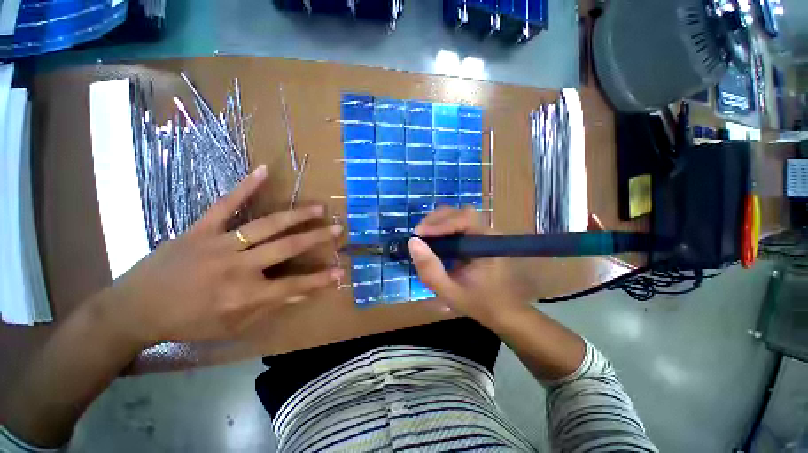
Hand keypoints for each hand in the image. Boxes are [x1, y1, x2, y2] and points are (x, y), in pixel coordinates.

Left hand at [102, 165, 343, 344]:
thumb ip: (269, 308)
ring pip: (266, 225)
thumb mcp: (231, 325)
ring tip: (319, 207)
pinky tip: (264, 171)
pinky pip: (225, 205)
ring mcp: (218, 244)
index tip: (341, 271)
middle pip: (286, 249)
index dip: (320, 279)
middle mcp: (237, 268)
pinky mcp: (200, 229)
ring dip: (296, 215)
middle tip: (338, 228)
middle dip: (317, 238)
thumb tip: (302, 294)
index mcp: (244, 295)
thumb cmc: (187, 322)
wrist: (134, 309)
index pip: (293, 285)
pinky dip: (245, 187)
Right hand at [408, 207, 535, 327]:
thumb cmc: (478, 302)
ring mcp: (483, 233)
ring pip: (458, 215)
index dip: (440, 223)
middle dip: (436, 220)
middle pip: (460, 212)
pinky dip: (442, 227)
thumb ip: (430, 269)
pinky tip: (433, 238)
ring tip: (423, 235)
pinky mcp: (477, 237)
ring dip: (438, 222)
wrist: (501, 311)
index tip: (419, 234)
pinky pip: (458, 224)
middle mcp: (487, 233)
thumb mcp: (449, 291)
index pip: (464, 219)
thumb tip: (412, 242)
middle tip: (418, 234)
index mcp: (486, 244)